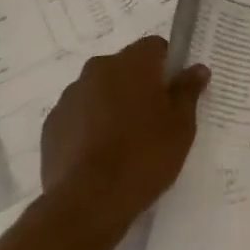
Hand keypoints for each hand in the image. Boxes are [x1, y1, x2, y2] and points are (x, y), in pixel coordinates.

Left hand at [40, 37, 210, 242]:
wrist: (87, 203)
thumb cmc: (144, 157)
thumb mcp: (181, 126)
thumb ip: (188, 91)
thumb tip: (197, 69)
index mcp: (132, 63)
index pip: (155, 46)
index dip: (167, 65)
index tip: (174, 92)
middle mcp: (98, 69)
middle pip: (125, 67)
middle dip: (138, 85)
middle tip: (153, 120)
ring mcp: (70, 96)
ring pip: (100, 90)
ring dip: (112, 105)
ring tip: (124, 142)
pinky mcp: (51, 125)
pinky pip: (79, 115)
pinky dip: (89, 126)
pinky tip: (99, 156)